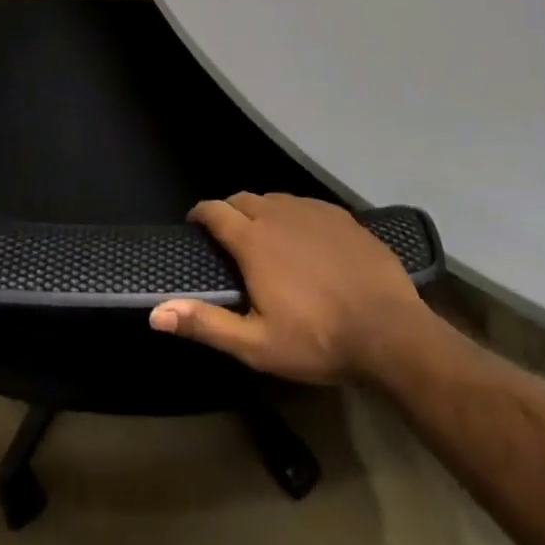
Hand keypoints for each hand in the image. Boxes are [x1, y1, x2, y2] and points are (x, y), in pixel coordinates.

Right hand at [149, 192, 427, 383]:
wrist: (389, 331)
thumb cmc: (317, 339)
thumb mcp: (256, 345)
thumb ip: (205, 324)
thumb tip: (156, 313)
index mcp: (253, 239)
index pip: (215, 211)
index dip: (200, 214)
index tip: (194, 226)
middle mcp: (278, 213)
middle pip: (242, 199)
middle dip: (229, 211)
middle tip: (228, 237)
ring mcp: (312, 210)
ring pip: (275, 200)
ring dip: (261, 212)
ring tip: (264, 237)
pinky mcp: (341, 216)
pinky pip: (306, 206)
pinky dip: (294, 216)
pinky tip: (304, 240)